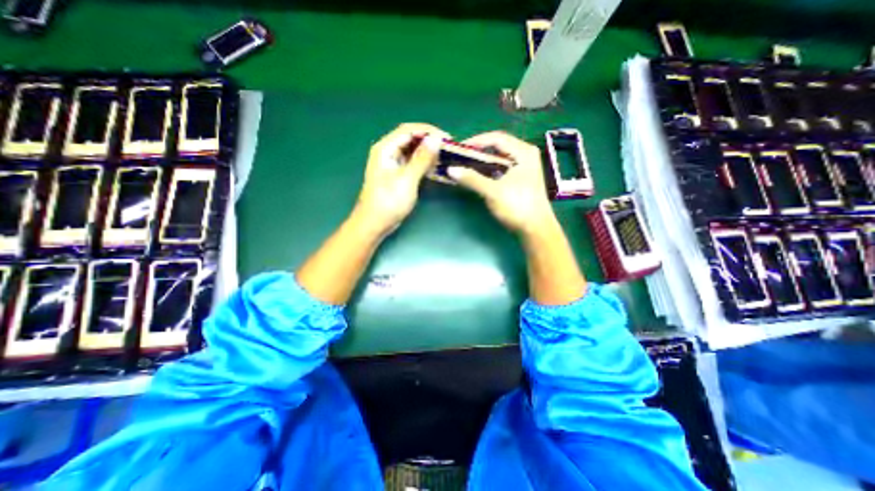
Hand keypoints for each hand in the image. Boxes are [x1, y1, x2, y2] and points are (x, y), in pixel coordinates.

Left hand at [354, 124, 451, 234]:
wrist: (375, 223)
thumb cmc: (388, 202)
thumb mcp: (407, 179)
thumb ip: (422, 158)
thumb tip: (436, 139)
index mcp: (385, 148)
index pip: (409, 130)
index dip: (429, 131)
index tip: (447, 138)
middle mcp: (388, 151)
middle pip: (411, 138)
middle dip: (430, 141)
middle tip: (449, 148)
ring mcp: (392, 163)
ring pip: (413, 150)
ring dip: (428, 152)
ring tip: (446, 156)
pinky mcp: (398, 174)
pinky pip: (413, 162)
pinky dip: (424, 162)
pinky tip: (436, 166)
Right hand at [450, 132, 551, 236]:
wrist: (535, 229)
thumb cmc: (517, 206)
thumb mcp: (493, 192)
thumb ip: (472, 179)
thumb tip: (451, 169)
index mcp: (523, 152)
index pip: (496, 138)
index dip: (476, 141)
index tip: (460, 149)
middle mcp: (525, 156)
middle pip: (498, 147)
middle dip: (478, 151)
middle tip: (461, 157)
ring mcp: (524, 168)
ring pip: (499, 159)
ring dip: (482, 161)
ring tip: (466, 165)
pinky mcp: (520, 179)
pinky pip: (501, 168)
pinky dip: (489, 170)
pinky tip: (478, 176)